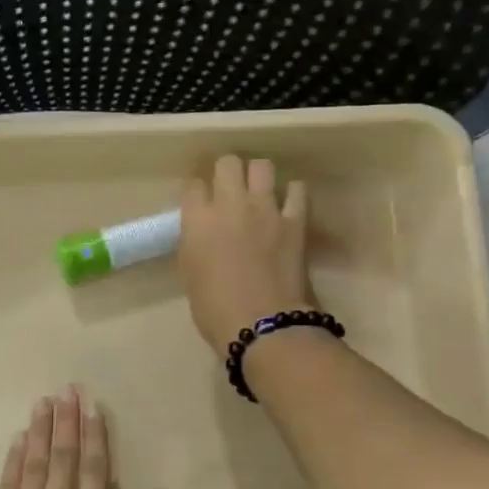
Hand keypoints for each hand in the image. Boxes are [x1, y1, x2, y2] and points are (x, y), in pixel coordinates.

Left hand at [0, 387, 168, 488]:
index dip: (94, 436)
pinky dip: (14, 459)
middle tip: (68, 389)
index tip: (94, 407)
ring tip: (44, 401)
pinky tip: (19, 439)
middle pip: (63, 458)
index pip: (93, 471)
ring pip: (34, 464)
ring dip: (40, 431)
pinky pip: (8, 484)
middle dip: (67, 421)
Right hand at [178, 155, 314, 349]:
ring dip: (258, 175)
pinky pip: (297, 190)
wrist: (260, 325)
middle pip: (227, 163)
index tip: (200, 202)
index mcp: (197, 220)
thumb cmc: (214, 309)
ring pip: (262, 166)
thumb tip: (201, 232)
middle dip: (227, 171)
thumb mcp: (190, 273)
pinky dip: (292, 193)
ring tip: (259, 191)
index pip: (193, 185)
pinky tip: (288, 204)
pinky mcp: (295, 220)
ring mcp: (265, 209)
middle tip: (229, 189)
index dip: (197, 191)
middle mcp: (229, 204)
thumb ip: (194, 243)